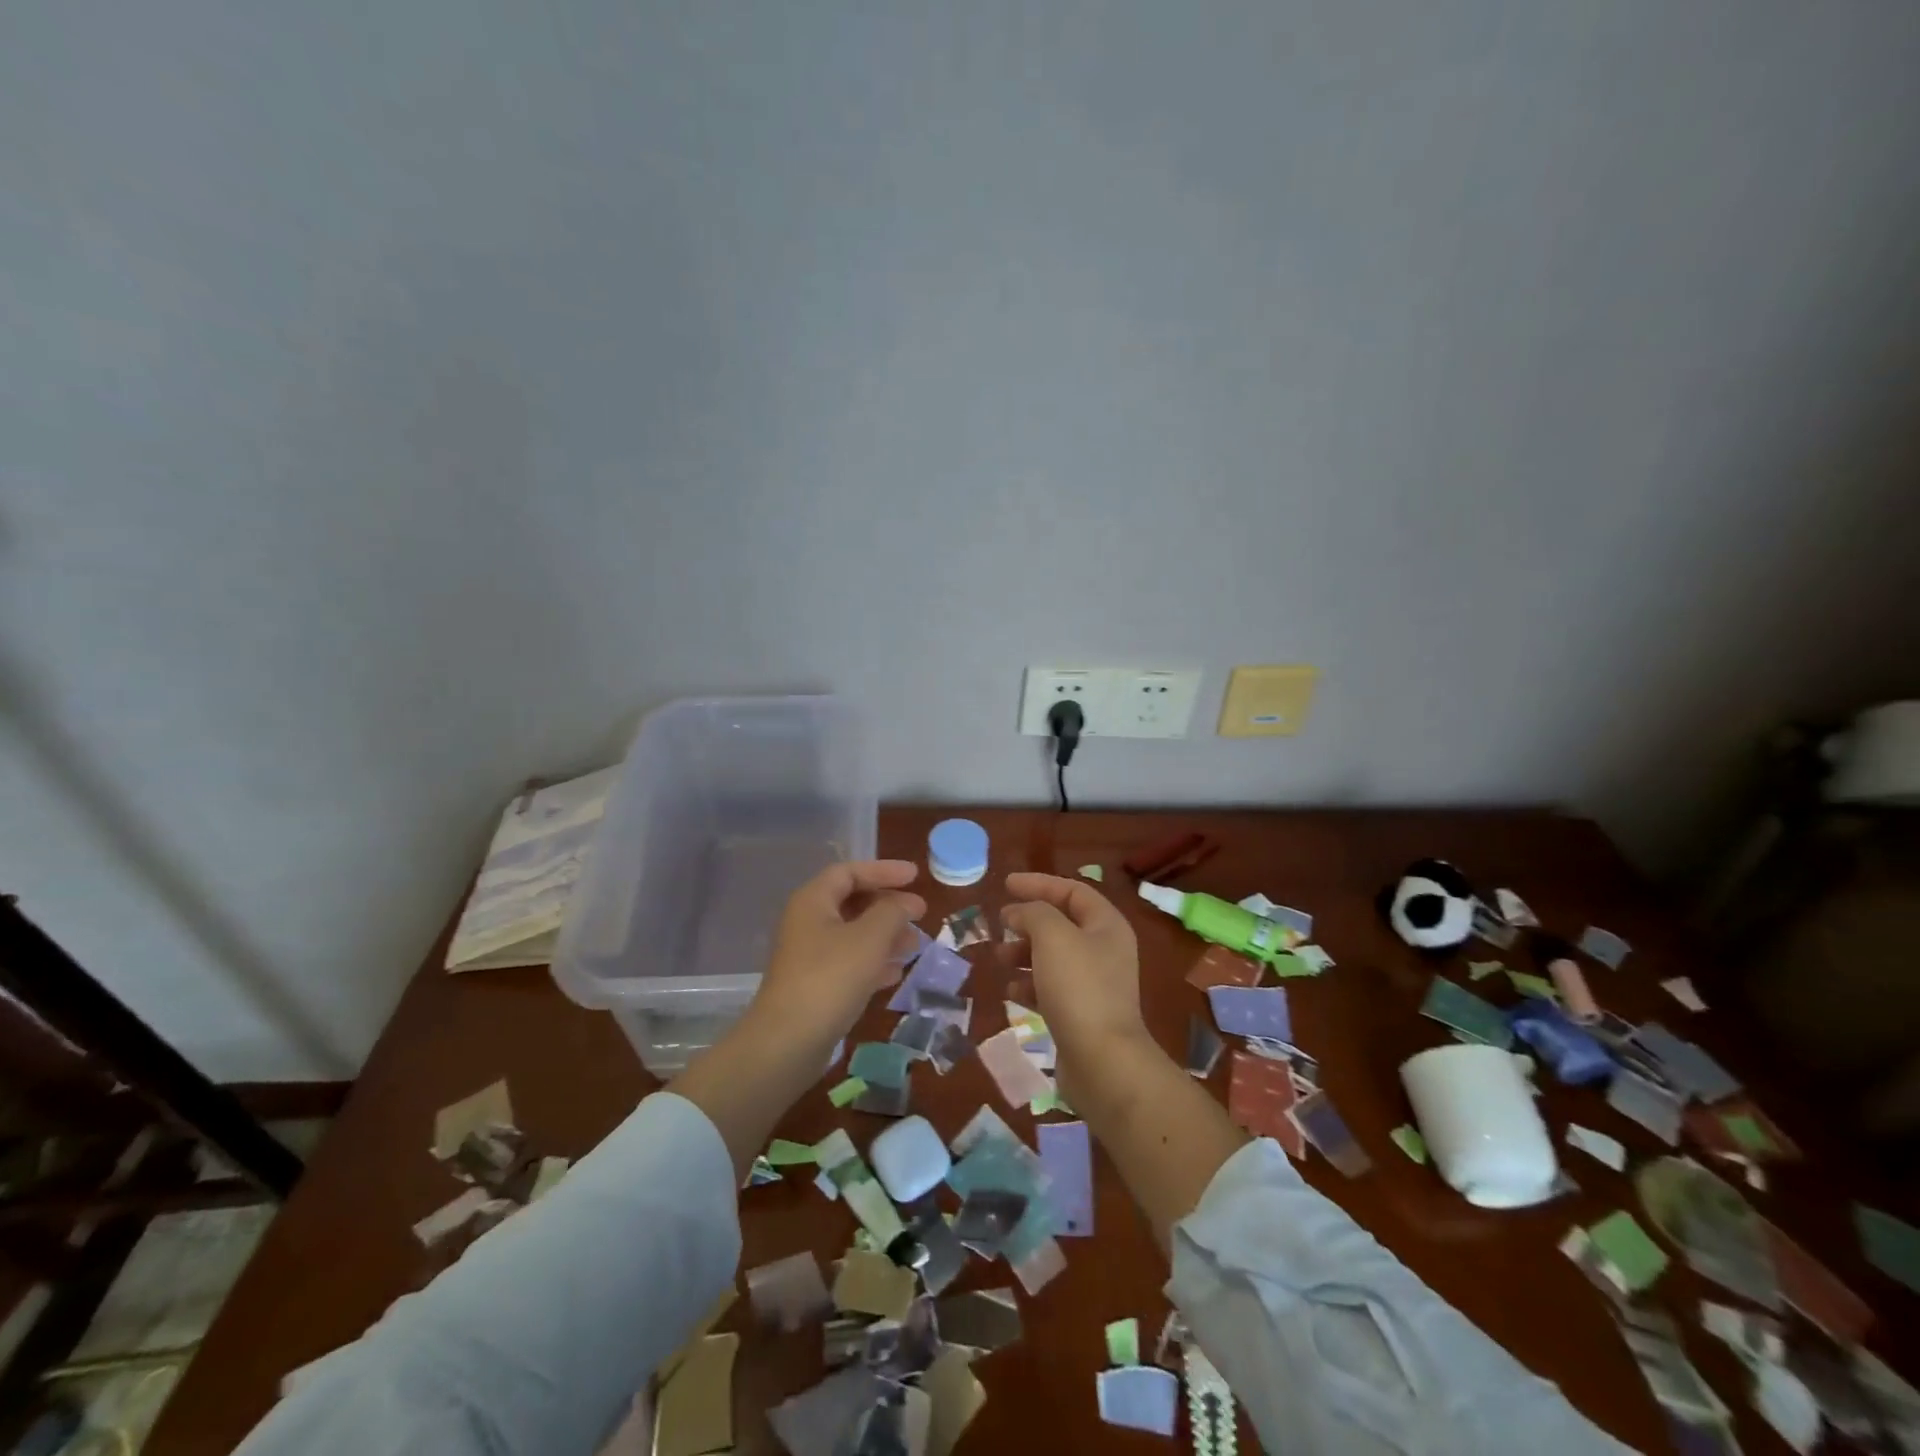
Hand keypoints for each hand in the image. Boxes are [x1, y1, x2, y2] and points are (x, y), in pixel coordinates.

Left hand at [748, 860, 925, 1045]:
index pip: (850, 872)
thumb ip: (892, 912)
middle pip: (852, 902)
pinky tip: (895, 974)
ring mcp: (808, 956)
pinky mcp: (814, 986)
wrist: (787, 1043)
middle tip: (920, 913)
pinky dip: (873, 962)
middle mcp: (807, 923)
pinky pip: (849, 962)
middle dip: (888, 906)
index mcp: (813, 901)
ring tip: (915, 945)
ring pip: (853, 934)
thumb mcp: (870, 938)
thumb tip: (906, 903)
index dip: (883, 870)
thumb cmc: (831, 978)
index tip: (915, 876)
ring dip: (885, 936)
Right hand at [1002, 873, 1150, 1093]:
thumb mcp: (1053, 936)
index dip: (1039, 883)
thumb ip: (1033, 913)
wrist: (1102, 1061)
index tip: (1006, 885)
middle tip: (1000, 924)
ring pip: (1053, 957)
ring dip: (1024, 953)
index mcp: (1107, 926)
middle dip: (1028, 921)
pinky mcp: (1081, 1014)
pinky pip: (1051, 988)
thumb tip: (1018, 913)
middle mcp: (1105, 951)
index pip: (1072, 891)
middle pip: (1062, 924)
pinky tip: (1011, 990)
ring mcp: (1095, 985)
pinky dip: (1030, 984)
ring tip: (999, 959)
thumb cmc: (1079, 988)